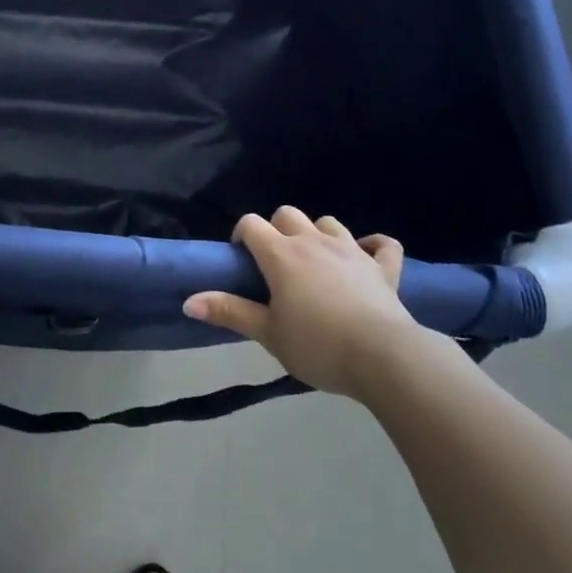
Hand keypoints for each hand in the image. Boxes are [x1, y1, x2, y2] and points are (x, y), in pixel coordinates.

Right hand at [183, 207, 418, 396]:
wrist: (383, 357)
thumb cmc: (318, 345)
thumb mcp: (268, 334)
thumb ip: (229, 312)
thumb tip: (188, 301)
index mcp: (281, 254)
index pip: (251, 224)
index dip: (242, 236)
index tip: (242, 261)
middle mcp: (313, 241)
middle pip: (287, 214)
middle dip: (277, 229)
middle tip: (276, 263)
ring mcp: (351, 250)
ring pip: (328, 223)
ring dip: (318, 234)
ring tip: (315, 260)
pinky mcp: (383, 267)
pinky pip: (382, 244)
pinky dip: (373, 246)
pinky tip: (366, 256)